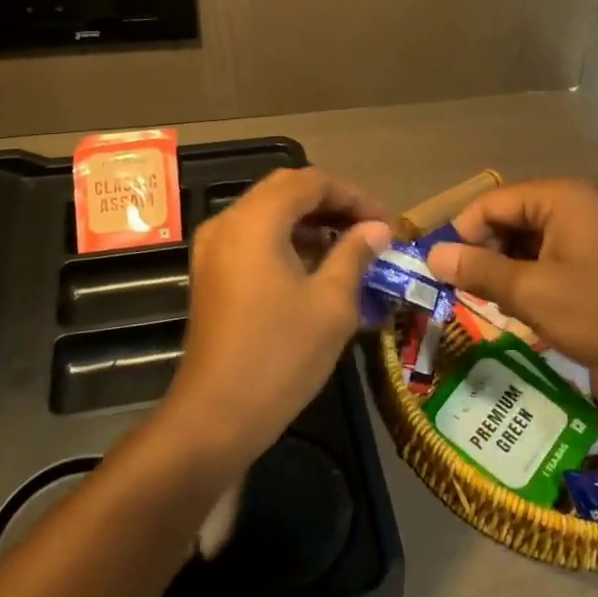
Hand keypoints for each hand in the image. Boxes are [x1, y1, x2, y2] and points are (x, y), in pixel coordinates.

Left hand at [164, 167, 390, 468]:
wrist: (215, 415)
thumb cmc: (280, 356)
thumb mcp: (331, 304)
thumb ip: (355, 254)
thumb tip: (377, 229)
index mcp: (256, 220)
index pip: (311, 181)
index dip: (354, 195)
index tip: (386, 222)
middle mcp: (228, 221)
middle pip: (286, 189)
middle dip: (332, 202)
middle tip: (370, 228)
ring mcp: (213, 246)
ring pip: (268, 211)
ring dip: (309, 219)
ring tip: (350, 245)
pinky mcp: (211, 271)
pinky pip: (252, 235)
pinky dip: (285, 237)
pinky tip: (314, 264)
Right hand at [424, 178, 597, 380]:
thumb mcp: (534, 294)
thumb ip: (480, 271)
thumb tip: (433, 256)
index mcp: (562, 196)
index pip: (492, 202)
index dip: (463, 234)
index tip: (446, 271)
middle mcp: (581, 197)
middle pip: (514, 214)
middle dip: (488, 250)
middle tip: (470, 290)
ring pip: (535, 233)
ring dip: (511, 262)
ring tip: (497, 299)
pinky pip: (559, 246)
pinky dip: (538, 268)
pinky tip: (531, 299)